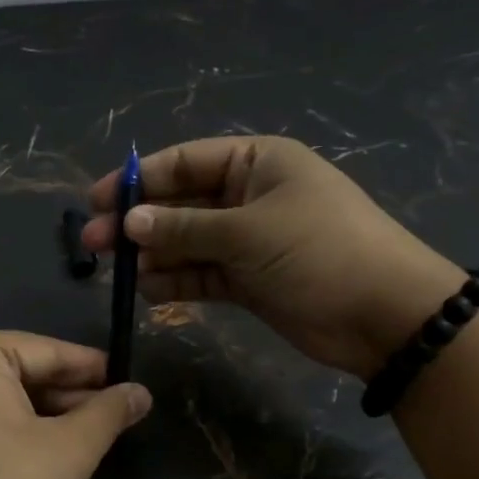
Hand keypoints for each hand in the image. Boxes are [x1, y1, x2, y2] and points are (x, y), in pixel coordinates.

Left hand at [0, 331, 151, 478]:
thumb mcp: (67, 453)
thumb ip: (108, 414)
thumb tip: (141, 392)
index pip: (45, 351)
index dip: (91, 368)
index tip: (126, 382)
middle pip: (14, 369)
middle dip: (62, 393)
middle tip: (107, 414)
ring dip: (33, 410)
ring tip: (76, 433)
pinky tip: (29, 447)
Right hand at [82, 136, 465, 377]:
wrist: (385, 316)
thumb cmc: (319, 252)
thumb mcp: (248, 232)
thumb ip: (184, 227)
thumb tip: (128, 221)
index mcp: (257, 163)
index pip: (185, 162)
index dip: (138, 180)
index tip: (96, 199)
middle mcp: (249, 196)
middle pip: (181, 203)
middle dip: (138, 221)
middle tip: (93, 241)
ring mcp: (249, 239)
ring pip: (187, 241)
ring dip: (153, 254)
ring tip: (117, 271)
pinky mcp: (250, 279)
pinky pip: (202, 273)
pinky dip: (176, 280)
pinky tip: (147, 290)